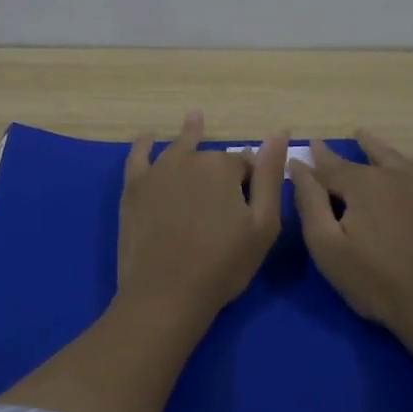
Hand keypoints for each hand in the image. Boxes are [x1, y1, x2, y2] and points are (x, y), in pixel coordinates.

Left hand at [118, 111, 289, 325]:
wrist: (166, 293)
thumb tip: (278, 133)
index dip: (251, 182)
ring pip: (178, 149)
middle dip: (221, 170)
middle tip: (223, 197)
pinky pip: (138, 156)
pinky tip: (149, 137)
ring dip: (189, 135)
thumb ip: (270, 177)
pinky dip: (145, 144)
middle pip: (211, 158)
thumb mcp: (263, 225)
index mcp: (223, 167)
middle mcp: (189, 160)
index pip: (245, 165)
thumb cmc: (223, 264)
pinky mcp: (133, 189)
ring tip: (195, 118)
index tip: (250, 205)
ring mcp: (157, 172)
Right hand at [290, 130, 412, 344]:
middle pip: (364, 160)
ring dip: (378, 148)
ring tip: (366, 136)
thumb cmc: (374, 280)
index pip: (330, 167)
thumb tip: (298, 165)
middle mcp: (391, 178)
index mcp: (360, 186)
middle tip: (328, 145)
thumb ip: (310, 202)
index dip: (314, 160)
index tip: (303, 150)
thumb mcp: (327, 245)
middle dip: (343, 153)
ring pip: (397, 160)